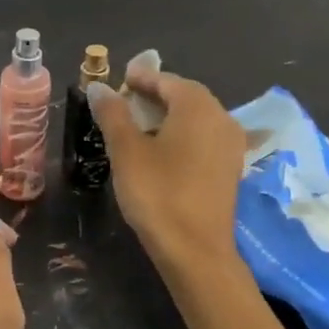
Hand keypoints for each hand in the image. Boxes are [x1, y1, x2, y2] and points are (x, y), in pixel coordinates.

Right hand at [89, 64, 246, 273]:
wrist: (195, 250)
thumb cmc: (158, 193)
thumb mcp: (126, 150)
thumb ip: (112, 113)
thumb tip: (98, 87)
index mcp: (197, 106)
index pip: (165, 80)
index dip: (140, 78)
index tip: (118, 81)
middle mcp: (221, 117)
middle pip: (184, 96)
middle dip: (154, 96)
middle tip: (123, 102)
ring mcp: (230, 144)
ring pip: (195, 118)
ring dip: (167, 116)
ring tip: (137, 126)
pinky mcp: (230, 168)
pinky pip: (203, 138)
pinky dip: (181, 135)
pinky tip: (161, 150)